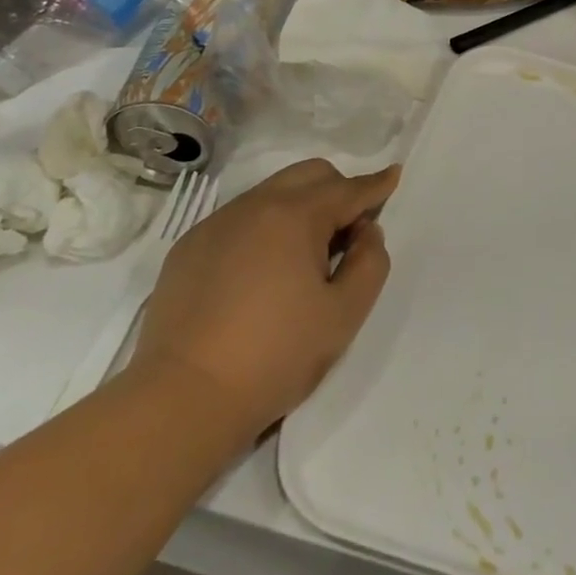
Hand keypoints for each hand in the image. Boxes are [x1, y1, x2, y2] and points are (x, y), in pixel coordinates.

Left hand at [135, 159, 396, 437]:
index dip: (376, 184)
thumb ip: (370, 263)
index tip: (393, 175)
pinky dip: (262, 228)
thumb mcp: (345, 314)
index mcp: (296, 216)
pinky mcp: (188, 248)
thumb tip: (365, 233)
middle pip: (309, 175)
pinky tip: (260, 272)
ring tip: (303, 256)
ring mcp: (216, 224)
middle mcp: (255, 206)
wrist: (182, 399)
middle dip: (338, 189)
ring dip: (299, 208)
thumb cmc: (275, 355)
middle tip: (348, 230)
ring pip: (271, 193)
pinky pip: (238, 219)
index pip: (348, 189)